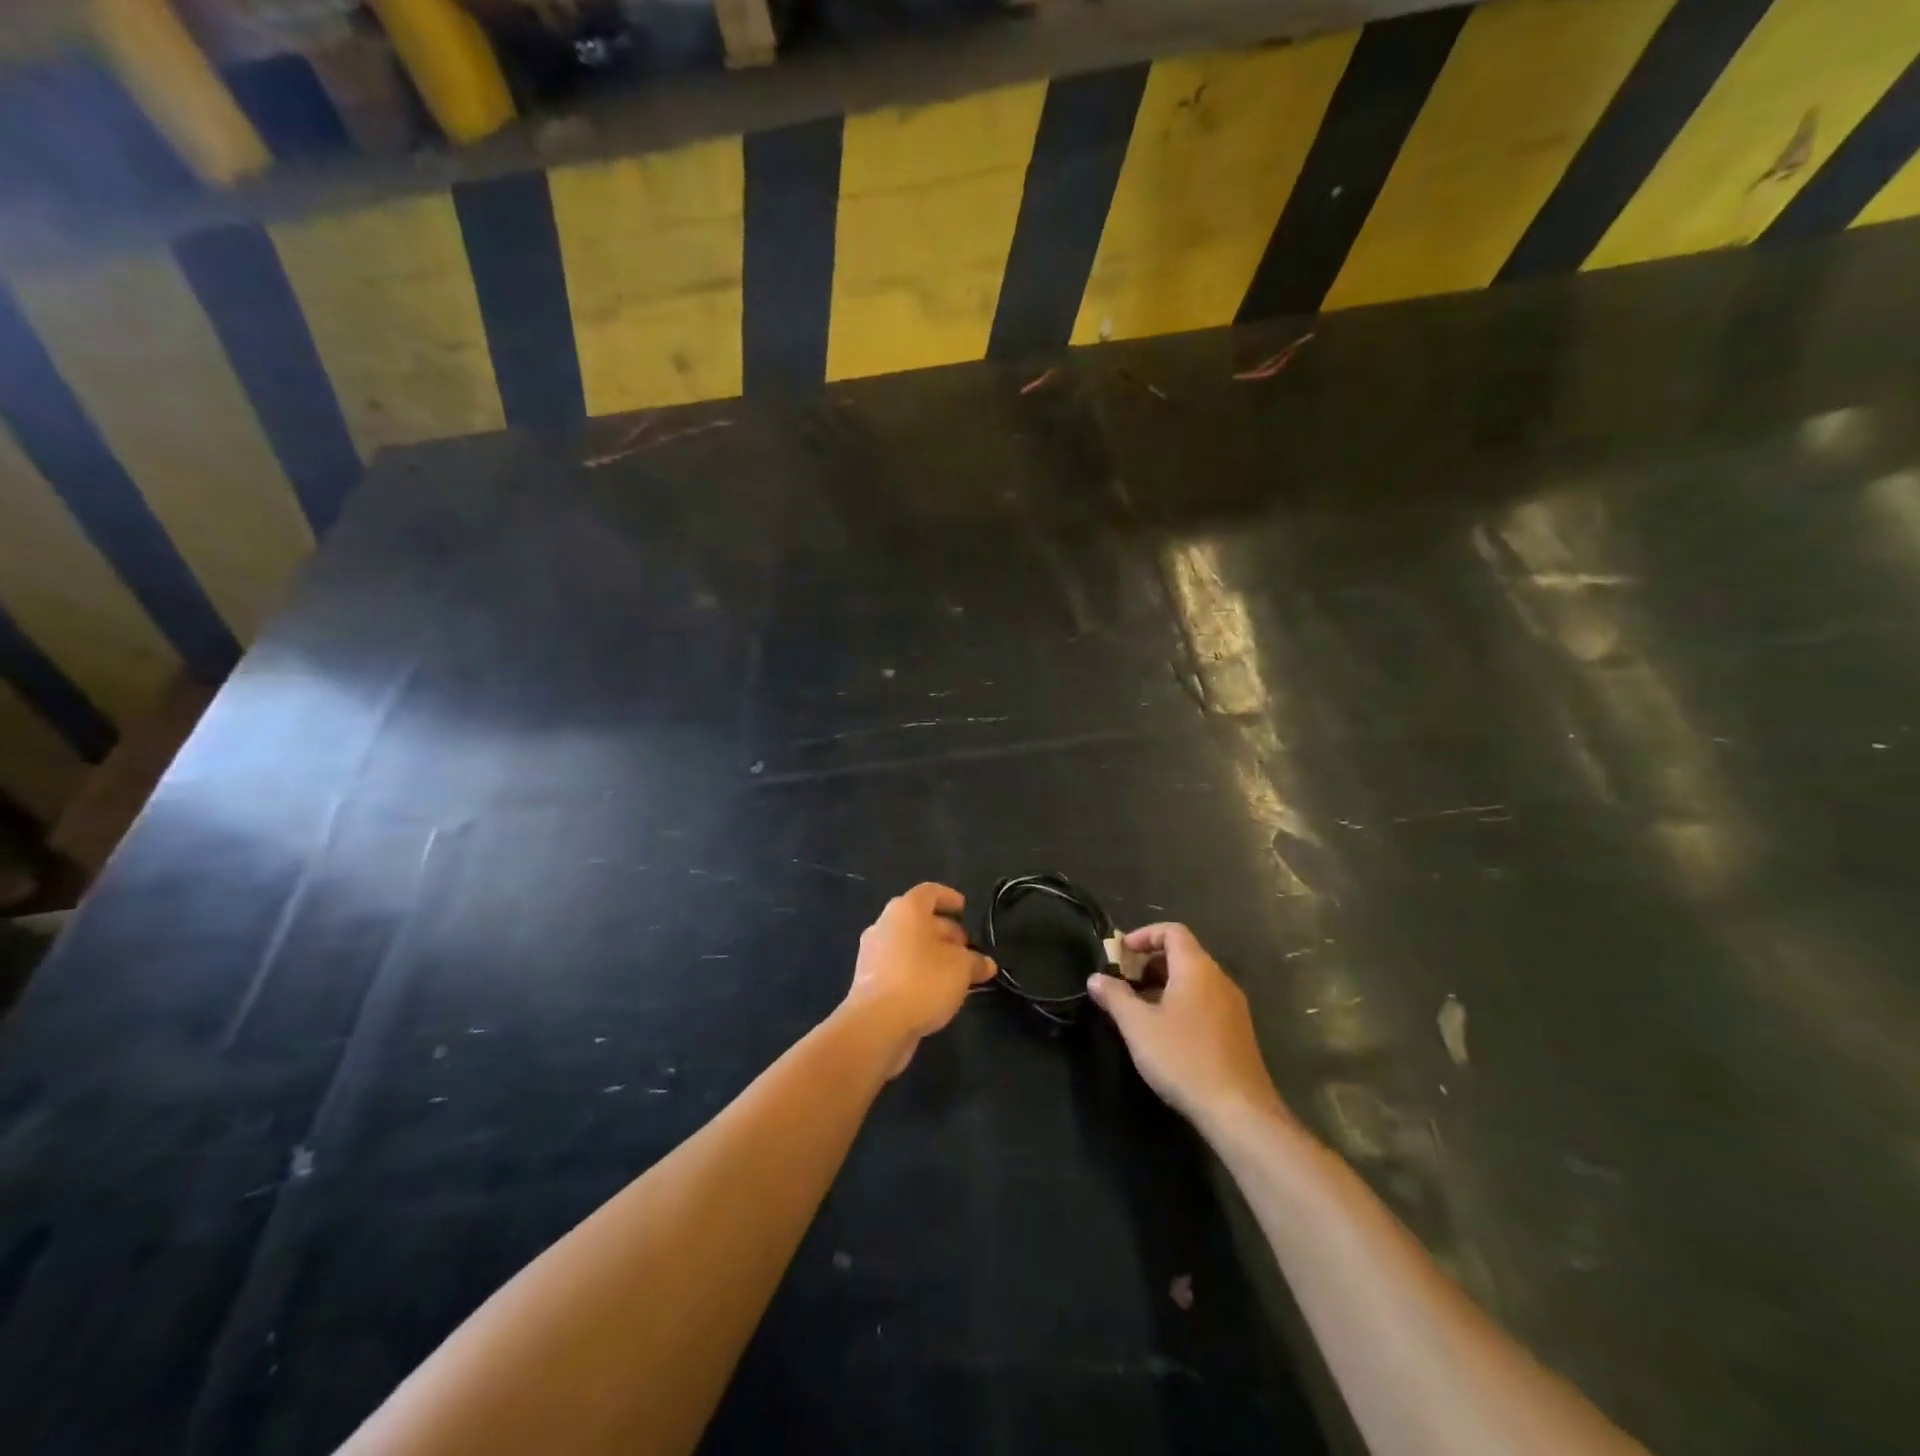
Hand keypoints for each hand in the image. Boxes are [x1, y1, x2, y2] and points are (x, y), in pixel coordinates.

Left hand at [845, 883, 995, 1075]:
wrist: (876, 1024)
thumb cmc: (922, 981)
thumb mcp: (961, 969)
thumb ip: (976, 962)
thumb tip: (986, 964)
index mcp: (906, 910)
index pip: (930, 892)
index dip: (949, 897)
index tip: (964, 909)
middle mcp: (885, 924)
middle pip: (918, 919)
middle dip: (944, 931)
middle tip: (966, 948)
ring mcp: (872, 952)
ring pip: (908, 944)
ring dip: (931, 954)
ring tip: (955, 973)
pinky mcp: (867, 980)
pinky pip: (898, 966)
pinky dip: (917, 971)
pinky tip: (934, 991)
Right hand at [1087, 923, 1286, 1129]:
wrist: (1239, 1110)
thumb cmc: (1184, 1058)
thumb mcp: (1138, 1026)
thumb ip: (1114, 996)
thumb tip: (1095, 978)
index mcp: (1197, 968)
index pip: (1172, 931)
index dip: (1144, 935)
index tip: (1121, 954)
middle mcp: (1219, 979)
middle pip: (1183, 954)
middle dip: (1150, 963)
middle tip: (1124, 984)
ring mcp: (1233, 1006)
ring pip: (1194, 980)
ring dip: (1164, 985)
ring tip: (1140, 1010)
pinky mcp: (1238, 1031)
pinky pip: (1205, 1001)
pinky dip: (1182, 1003)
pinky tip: (1166, 1034)